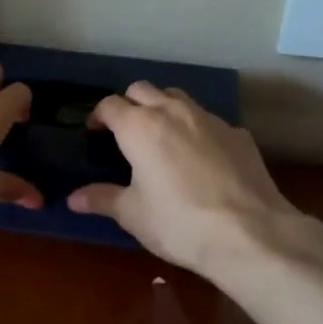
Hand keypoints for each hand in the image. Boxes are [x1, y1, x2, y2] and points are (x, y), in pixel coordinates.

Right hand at [69, 83, 300, 274]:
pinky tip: (201, 158)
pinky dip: (197, 130)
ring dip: (164, 108)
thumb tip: (73, 199)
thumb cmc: (178, 223)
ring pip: (178, 98)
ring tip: (162, 137)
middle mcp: (173, 111)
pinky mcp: (239, 134)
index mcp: (140, 127)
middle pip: (143, 89)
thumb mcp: (133, 214)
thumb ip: (102, 199)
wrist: (249, 233)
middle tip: (125, 131)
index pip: (110, 105)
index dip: (98, 116)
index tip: (95, 132)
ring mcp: (210, 119)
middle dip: (130, 104)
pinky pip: (209, 121)